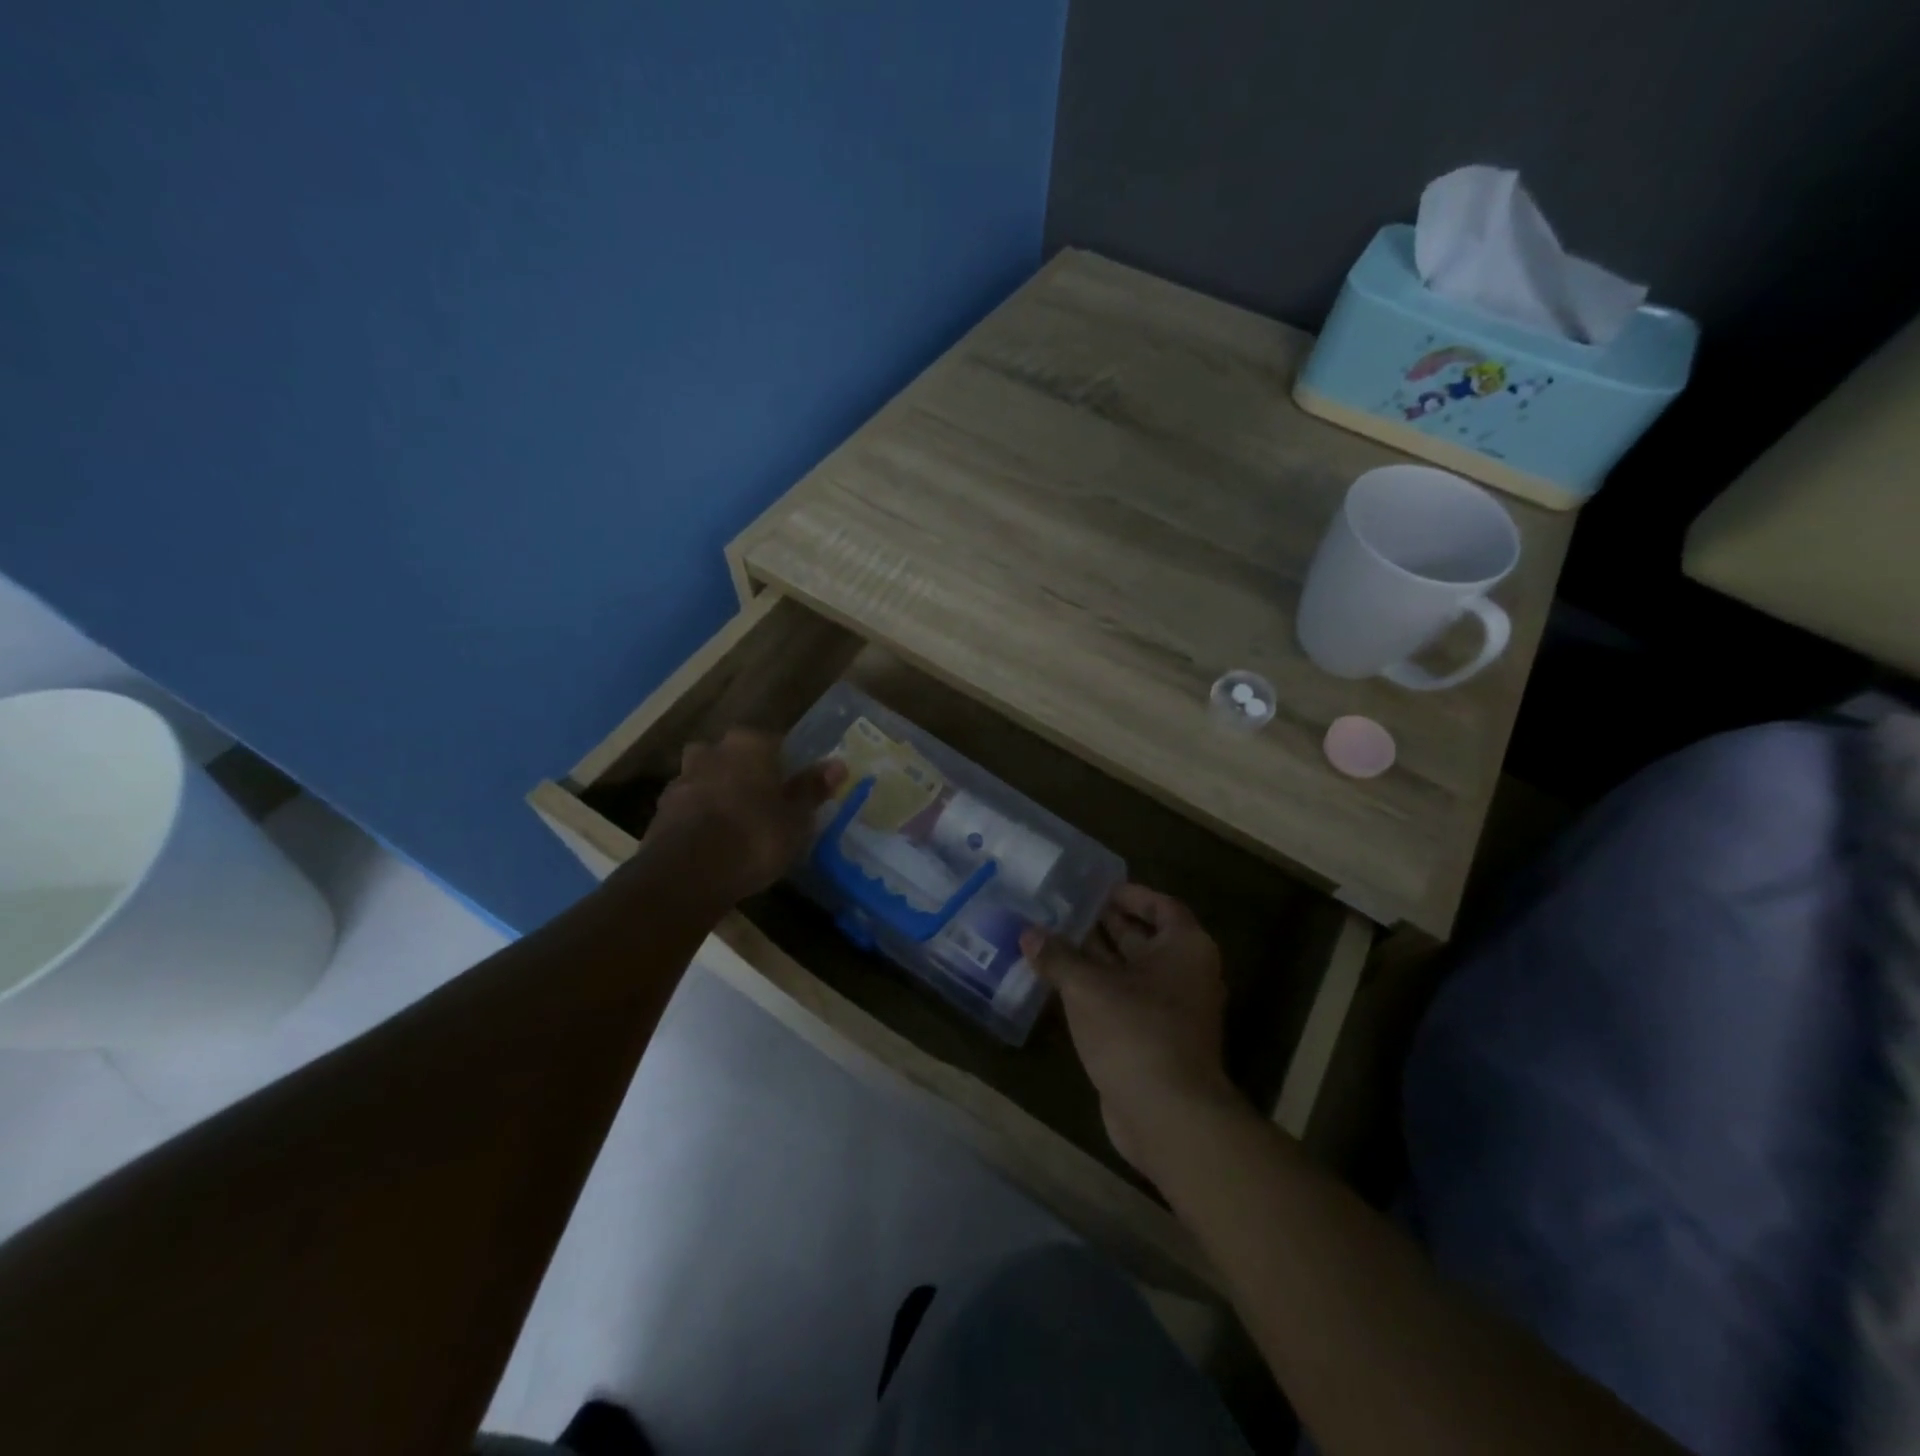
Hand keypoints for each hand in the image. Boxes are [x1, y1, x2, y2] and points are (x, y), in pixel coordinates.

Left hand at [635, 730, 845, 906]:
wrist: (687, 874)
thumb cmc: (754, 837)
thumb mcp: (796, 818)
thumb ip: (812, 789)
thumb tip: (838, 764)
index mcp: (749, 744)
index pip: (774, 742)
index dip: (785, 765)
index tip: (792, 789)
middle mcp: (712, 752)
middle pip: (734, 756)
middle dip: (746, 774)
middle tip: (764, 803)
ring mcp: (682, 779)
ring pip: (708, 778)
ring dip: (719, 794)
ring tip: (737, 825)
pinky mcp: (661, 811)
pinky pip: (689, 806)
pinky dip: (700, 817)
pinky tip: (713, 843)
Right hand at [1021, 885, 1238, 1174]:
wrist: (1167, 1114)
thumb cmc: (1135, 1031)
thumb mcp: (1088, 986)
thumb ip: (1057, 956)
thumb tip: (1028, 933)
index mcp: (1184, 947)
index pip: (1161, 906)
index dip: (1129, 894)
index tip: (1095, 889)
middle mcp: (1185, 974)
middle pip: (1144, 938)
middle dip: (1105, 925)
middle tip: (1063, 911)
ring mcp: (1171, 1011)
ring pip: (1130, 973)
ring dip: (1095, 959)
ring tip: (1052, 941)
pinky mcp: (1154, 1041)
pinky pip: (1123, 1003)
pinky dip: (1097, 991)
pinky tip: (1060, 985)